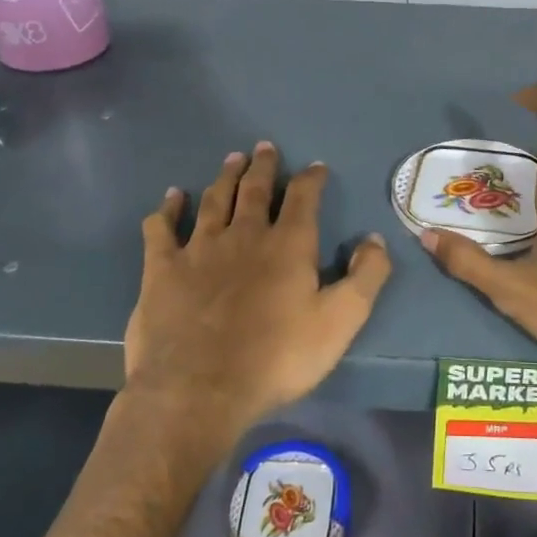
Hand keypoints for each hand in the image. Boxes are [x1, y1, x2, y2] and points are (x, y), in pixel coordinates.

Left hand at [125, 142, 392, 437]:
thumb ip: (366, 277)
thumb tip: (375, 238)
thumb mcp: (340, 322)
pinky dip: (168, 209)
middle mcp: (244, 235)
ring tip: (232, 159)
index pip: (304, 198)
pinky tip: (172, 197)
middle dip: (263, 166)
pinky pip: (162, 228)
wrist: (199, 390)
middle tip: (265, 147)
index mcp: (288, 245)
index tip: (316, 167)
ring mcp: (199, 248)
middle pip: (255, 189)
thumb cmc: (276, 358)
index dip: (311, 179)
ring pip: (214, 200)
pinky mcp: (163, 268)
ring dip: (225, 177)